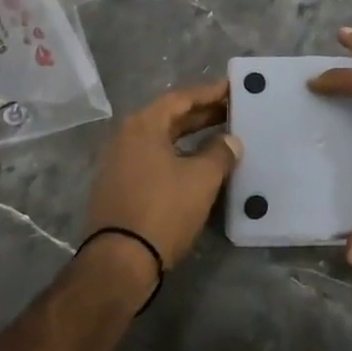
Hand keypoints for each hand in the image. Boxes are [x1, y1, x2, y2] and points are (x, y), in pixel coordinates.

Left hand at [84, 77, 240, 268]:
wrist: (119, 263)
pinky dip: (177, 155)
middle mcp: (126, 136)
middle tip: (233, 110)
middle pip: (169, 117)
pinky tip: (197, 164)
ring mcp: (118, 162)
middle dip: (202, 114)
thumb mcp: (201, 179)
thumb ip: (220, 153)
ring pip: (161, 140)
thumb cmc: (162, 210)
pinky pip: (154, 159)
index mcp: (142, 125)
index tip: (233, 88)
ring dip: (190, 136)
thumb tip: (230, 141)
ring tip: (221, 136)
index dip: (209, 92)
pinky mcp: (119, 186)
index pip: (181, 98)